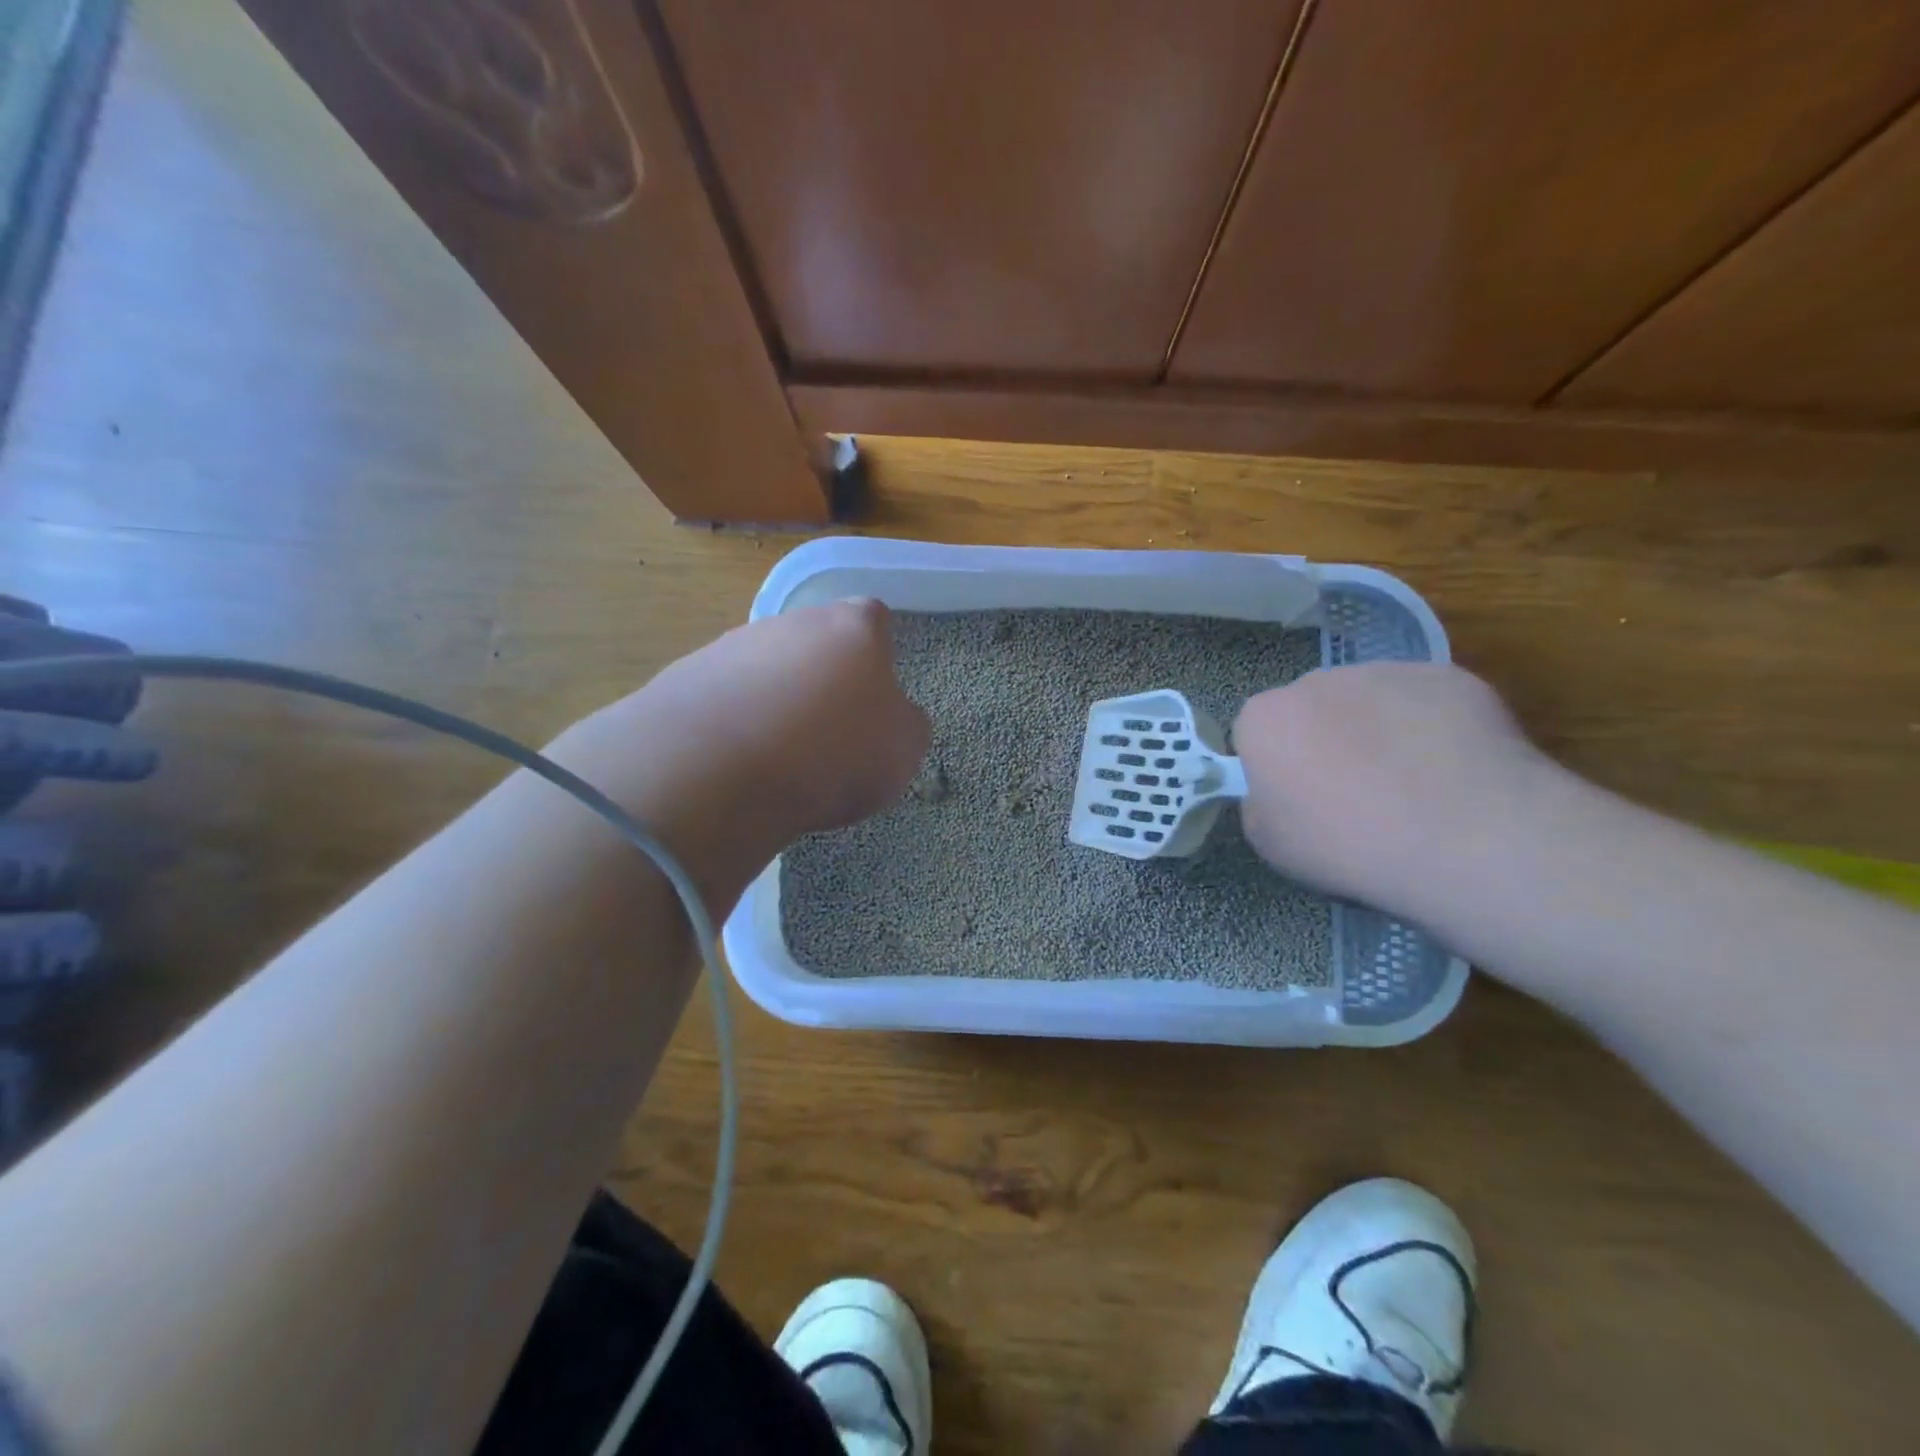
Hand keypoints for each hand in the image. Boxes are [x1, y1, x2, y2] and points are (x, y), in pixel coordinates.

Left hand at [551, 599, 929, 848]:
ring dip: (776, 697)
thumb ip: (906, 724)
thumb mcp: (903, 751)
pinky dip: (734, 719)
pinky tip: (736, 759)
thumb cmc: (834, 753)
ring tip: (778, 754)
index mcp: (853, 628)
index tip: (875, 690)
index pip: (875, 617)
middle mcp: (792, 622)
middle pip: (816, 639)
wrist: (720, 770)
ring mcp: (733, 645)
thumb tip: (894, 717)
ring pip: (767, 665)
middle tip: (829, 729)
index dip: (878, 651)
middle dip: (824, 675)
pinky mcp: (686, 676)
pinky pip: (725, 694)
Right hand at [1232, 663, 1550, 911]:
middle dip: (1324, 740)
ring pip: (1369, 699)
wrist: (1467, 838)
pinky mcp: (1449, 677)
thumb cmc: (1349, 846)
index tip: (1298, 799)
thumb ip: (1260, 802)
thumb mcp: (1270, 843)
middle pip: (1311, 708)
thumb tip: (1279, 789)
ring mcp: (1386, 672)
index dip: (1275, 765)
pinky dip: (1432, 728)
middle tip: (1354, 793)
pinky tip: (1453, 771)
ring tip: (1412, 783)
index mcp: (1265, 718)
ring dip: (1378, 730)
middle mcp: (1317, 681)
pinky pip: (1426, 702)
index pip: (1255, 732)